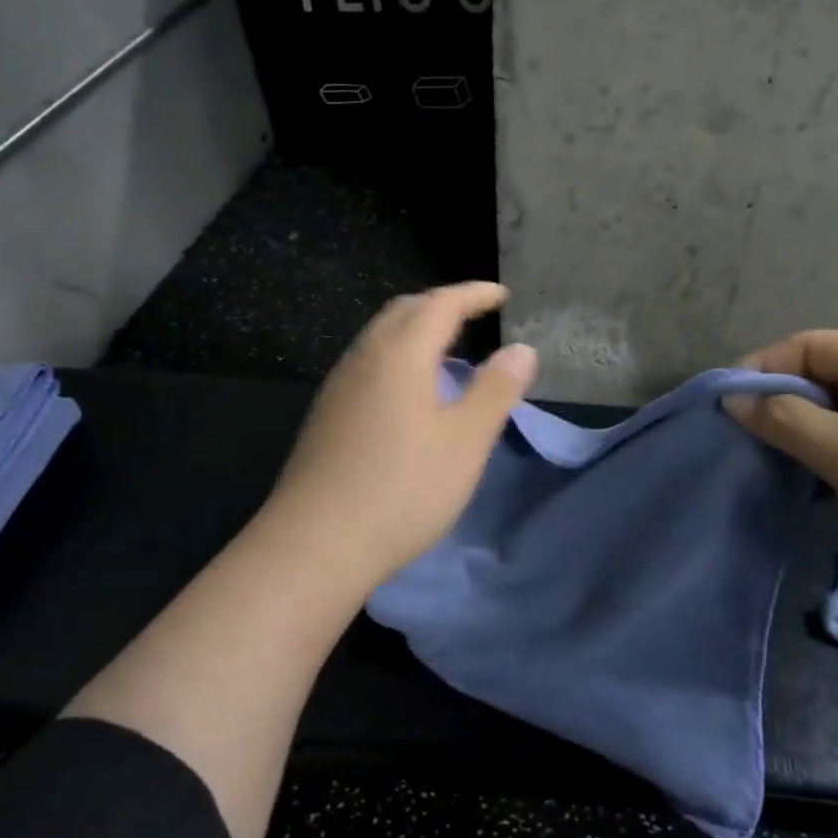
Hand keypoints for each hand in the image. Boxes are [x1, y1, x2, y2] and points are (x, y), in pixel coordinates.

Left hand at [254, 282, 537, 589]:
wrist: (315, 543)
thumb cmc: (403, 489)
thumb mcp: (465, 442)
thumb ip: (495, 390)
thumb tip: (521, 350)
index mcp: (399, 354)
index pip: (440, 303)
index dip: (474, 294)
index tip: (502, 295)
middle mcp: (363, 358)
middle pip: (404, 311)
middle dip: (442, 304)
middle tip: (475, 314)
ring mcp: (338, 386)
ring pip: (380, 336)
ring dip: (416, 330)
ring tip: (447, 350)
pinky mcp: (326, 414)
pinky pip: (367, 363)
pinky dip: (397, 356)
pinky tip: (409, 392)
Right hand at [724, 330, 837, 609]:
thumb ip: (784, 420)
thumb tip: (735, 398)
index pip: (814, 344)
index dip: (765, 367)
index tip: (729, 406)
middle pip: (836, 374)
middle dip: (789, 401)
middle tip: (753, 439)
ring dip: (815, 431)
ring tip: (786, 463)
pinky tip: (831, 482)